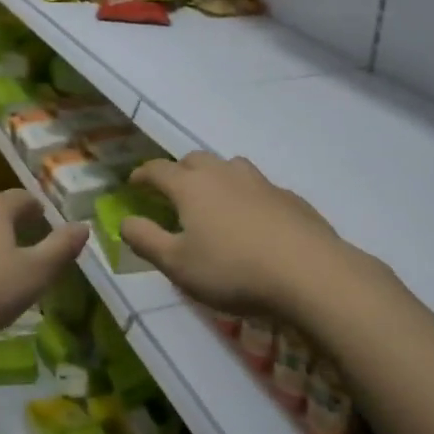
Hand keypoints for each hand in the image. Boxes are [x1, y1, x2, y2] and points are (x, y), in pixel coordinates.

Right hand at [122, 153, 353, 316]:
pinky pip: (258, 187)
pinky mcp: (288, 197)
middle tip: (172, 191)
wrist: (309, 273)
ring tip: (213, 199)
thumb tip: (124, 221)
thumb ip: (146, 240)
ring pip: (229, 166)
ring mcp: (260, 182)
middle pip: (194, 160)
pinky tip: (253, 220)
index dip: (142, 174)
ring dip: (215, 176)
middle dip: (178, 171)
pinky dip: (246, 195)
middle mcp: (223, 174)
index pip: (158, 169)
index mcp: (191, 186)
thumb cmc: (233, 270)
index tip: (133, 182)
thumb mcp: (178, 265)